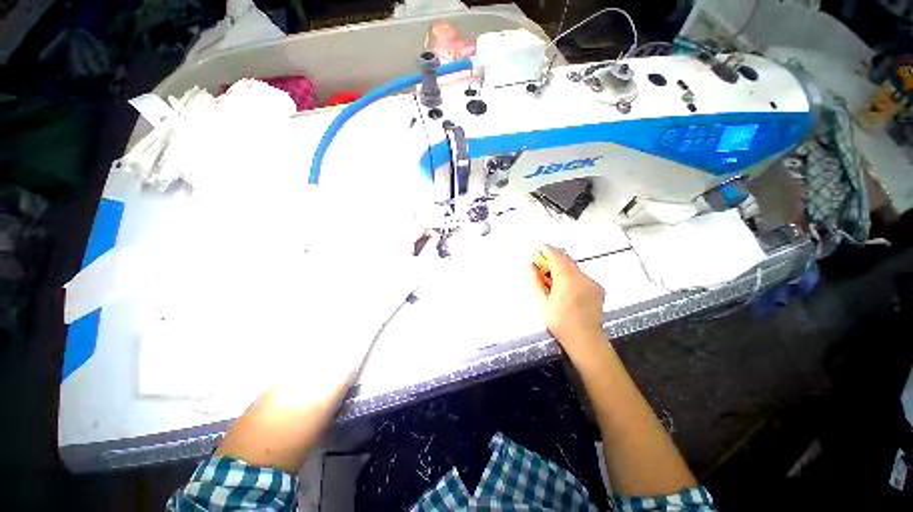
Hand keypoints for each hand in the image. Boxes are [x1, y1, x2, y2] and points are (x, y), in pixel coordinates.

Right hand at [530, 245, 606, 353]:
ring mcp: (591, 282)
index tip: (537, 247)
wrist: (585, 339)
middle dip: (552, 258)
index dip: (546, 249)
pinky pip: (581, 276)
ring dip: (562, 267)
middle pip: (565, 259)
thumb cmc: (560, 322)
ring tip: (552, 279)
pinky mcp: (597, 288)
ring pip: (574, 267)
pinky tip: (566, 288)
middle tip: (541, 264)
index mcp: (567, 279)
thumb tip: (531, 266)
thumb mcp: (542, 302)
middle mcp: (581, 277)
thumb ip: (536, 281)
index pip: (556, 256)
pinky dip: (571, 276)